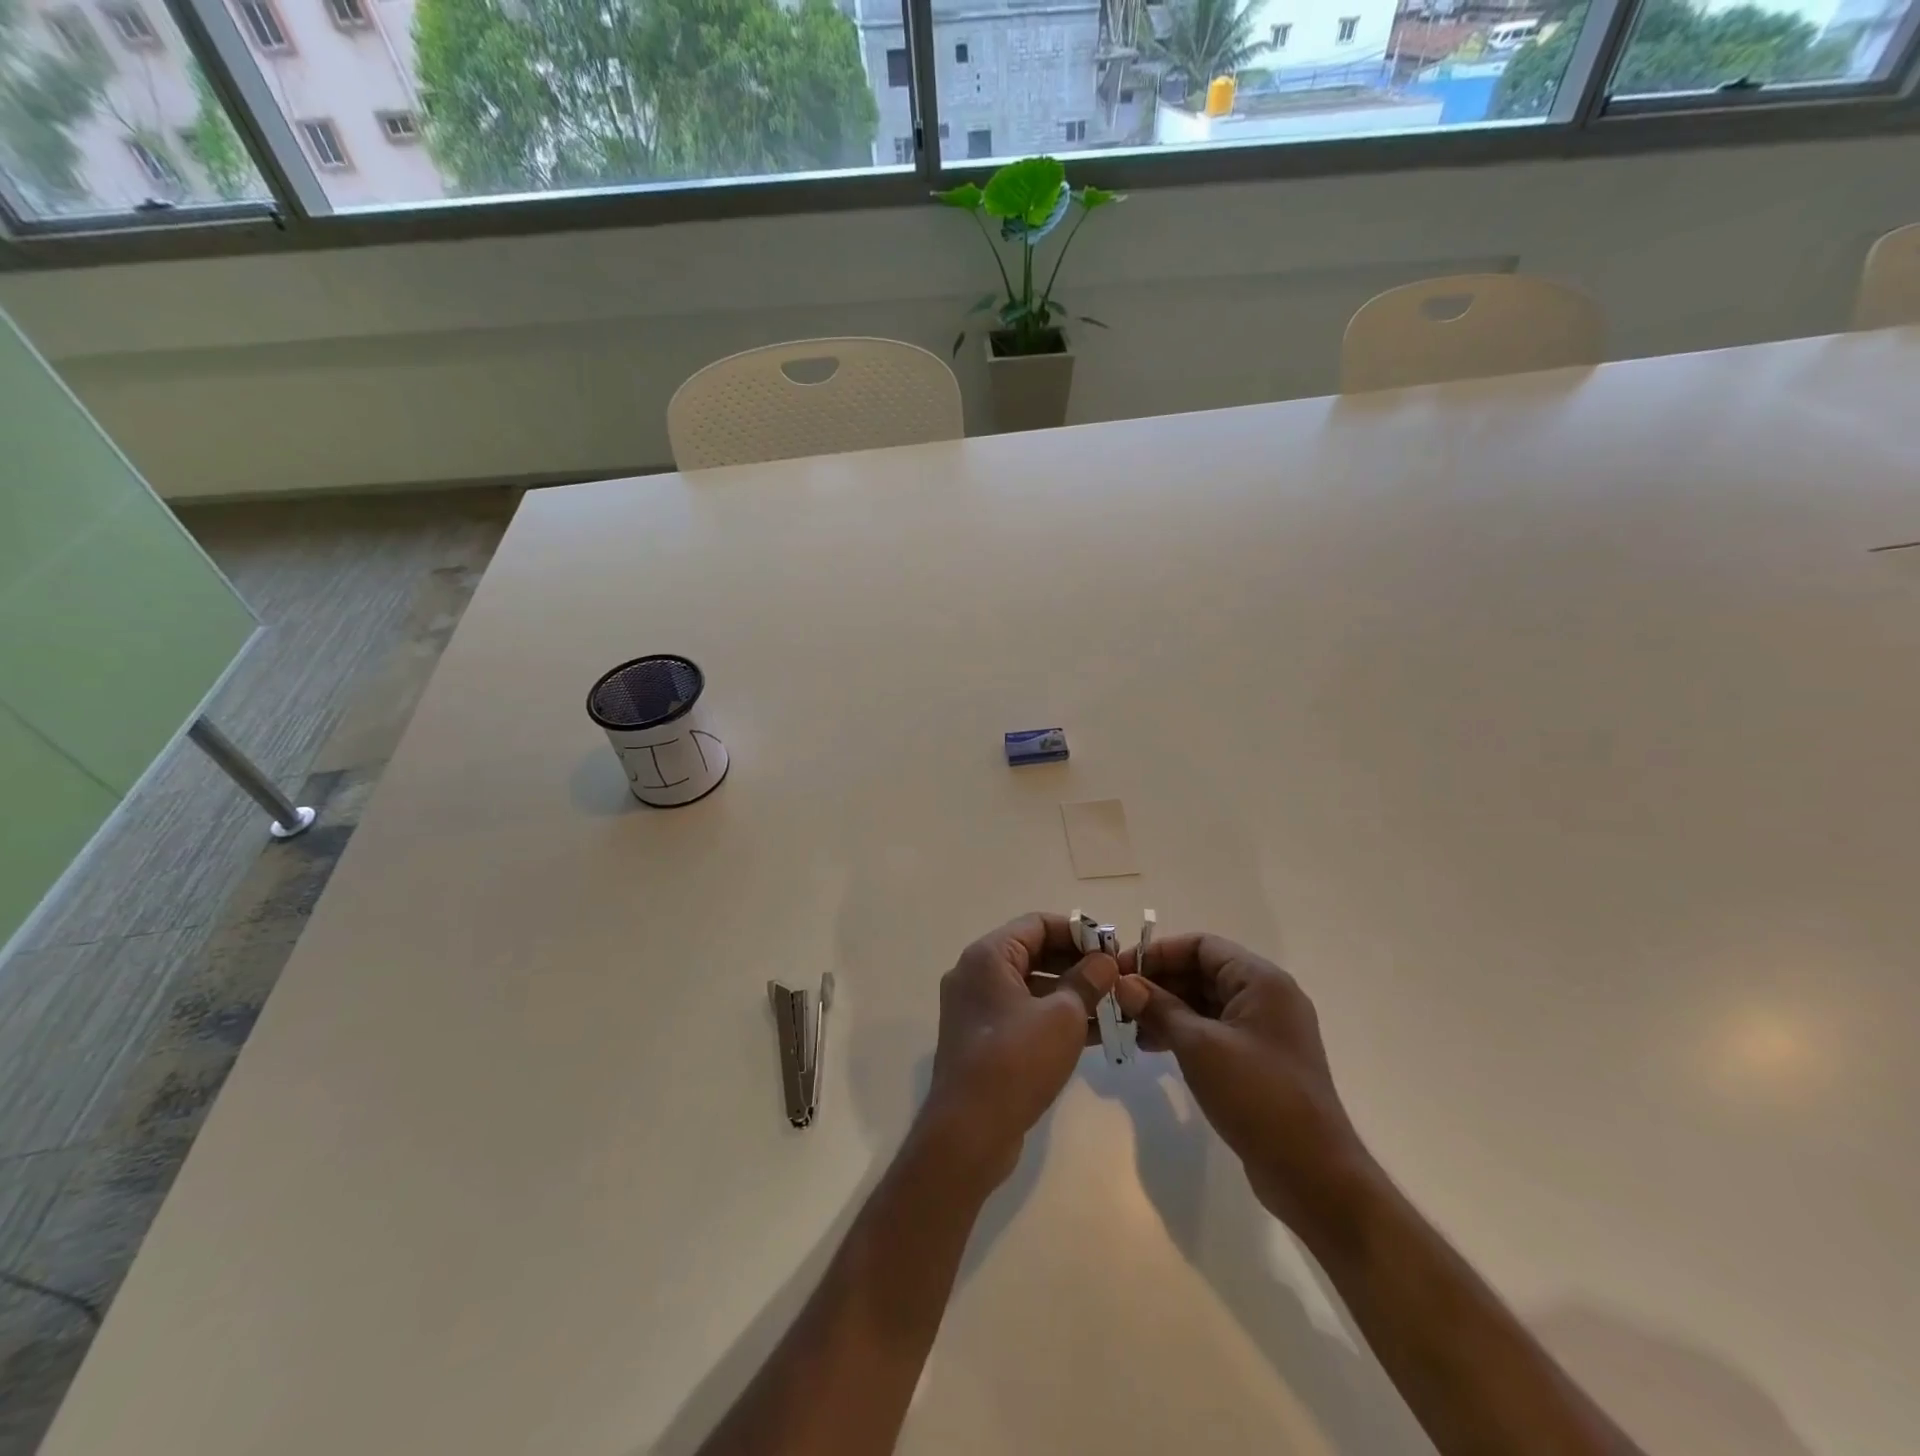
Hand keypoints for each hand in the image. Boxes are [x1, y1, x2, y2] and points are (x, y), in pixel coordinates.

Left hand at [918, 913, 1118, 1189]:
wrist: (968, 1132)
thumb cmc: (1016, 1061)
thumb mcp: (1063, 1016)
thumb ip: (1087, 981)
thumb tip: (1104, 962)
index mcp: (988, 956)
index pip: (1037, 923)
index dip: (1078, 932)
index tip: (1112, 949)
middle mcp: (976, 974)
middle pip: (1033, 952)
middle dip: (1077, 963)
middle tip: (1116, 979)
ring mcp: (975, 1008)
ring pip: (1031, 986)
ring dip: (1070, 993)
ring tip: (1113, 1007)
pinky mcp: (982, 1039)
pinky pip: (1023, 1014)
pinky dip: (1054, 1017)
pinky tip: (1094, 1034)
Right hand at [1114, 934, 1370, 1232]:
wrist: (1312, 1173)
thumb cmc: (1257, 1095)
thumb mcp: (1199, 1046)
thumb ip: (1159, 1008)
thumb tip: (1123, 983)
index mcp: (1261, 981)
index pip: (1202, 946)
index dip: (1159, 952)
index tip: (1121, 969)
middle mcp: (1266, 997)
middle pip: (1203, 972)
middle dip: (1159, 982)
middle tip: (1118, 998)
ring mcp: (1264, 1031)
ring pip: (1205, 1003)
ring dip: (1166, 1008)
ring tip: (1127, 1024)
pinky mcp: (1258, 1061)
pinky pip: (1213, 1031)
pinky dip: (1183, 1032)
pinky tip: (1151, 1046)